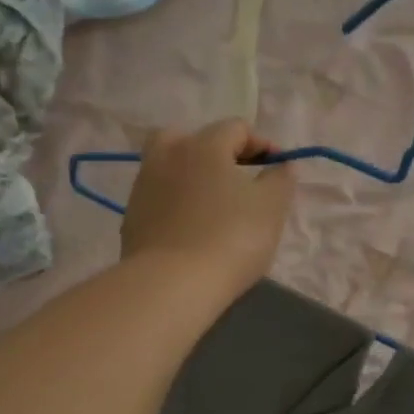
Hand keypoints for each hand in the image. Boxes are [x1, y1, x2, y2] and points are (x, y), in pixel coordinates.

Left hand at [122, 120, 294, 303]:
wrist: (171, 285)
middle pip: (191, 139)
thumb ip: (280, 180)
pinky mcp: (131, 218)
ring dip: (191, 178)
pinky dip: (175, 205)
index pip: (236, 128)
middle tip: (235, 178)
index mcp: (203, 145)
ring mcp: (143, 187)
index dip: (261, 144)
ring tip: (212, 206)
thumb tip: (282, 165)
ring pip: (169, 168)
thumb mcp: (271, 208)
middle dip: (215, 152)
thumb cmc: (231, 239)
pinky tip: (191, 230)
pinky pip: (158, 199)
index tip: (278, 169)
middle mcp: (167, 155)